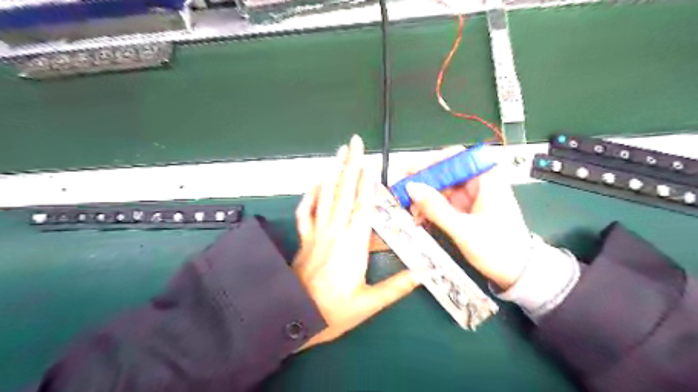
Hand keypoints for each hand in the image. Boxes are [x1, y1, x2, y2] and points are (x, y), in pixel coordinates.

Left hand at [292, 135, 418, 349]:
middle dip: (350, 165)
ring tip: (338, 153)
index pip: (363, 207)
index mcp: (352, 245)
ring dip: (332, 173)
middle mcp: (334, 232)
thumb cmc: (333, 312)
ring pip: (324, 196)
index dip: (367, 184)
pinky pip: (305, 212)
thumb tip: (423, 274)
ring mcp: (317, 233)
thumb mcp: (369, 303)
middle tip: (354, 143)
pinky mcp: (305, 238)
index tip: (370, 164)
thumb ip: (397, 287)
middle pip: (343, 192)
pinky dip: (310, 195)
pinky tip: (315, 183)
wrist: (295, 318)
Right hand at [407, 145, 532, 289]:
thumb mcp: (464, 230)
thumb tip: (412, 188)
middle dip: (422, 182)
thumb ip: (436, 208)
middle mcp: (478, 183)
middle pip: (445, 171)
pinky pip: (442, 202)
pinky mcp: (465, 209)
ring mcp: (471, 196)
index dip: (431, 161)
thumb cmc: (499, 249)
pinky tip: (420, 217)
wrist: (516, 273)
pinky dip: (429, 208)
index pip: (456, 156)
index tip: (411, 171)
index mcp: (487, 179)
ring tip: (411, 210)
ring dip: (423, 197)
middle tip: (403, 191)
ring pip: (441, 187)